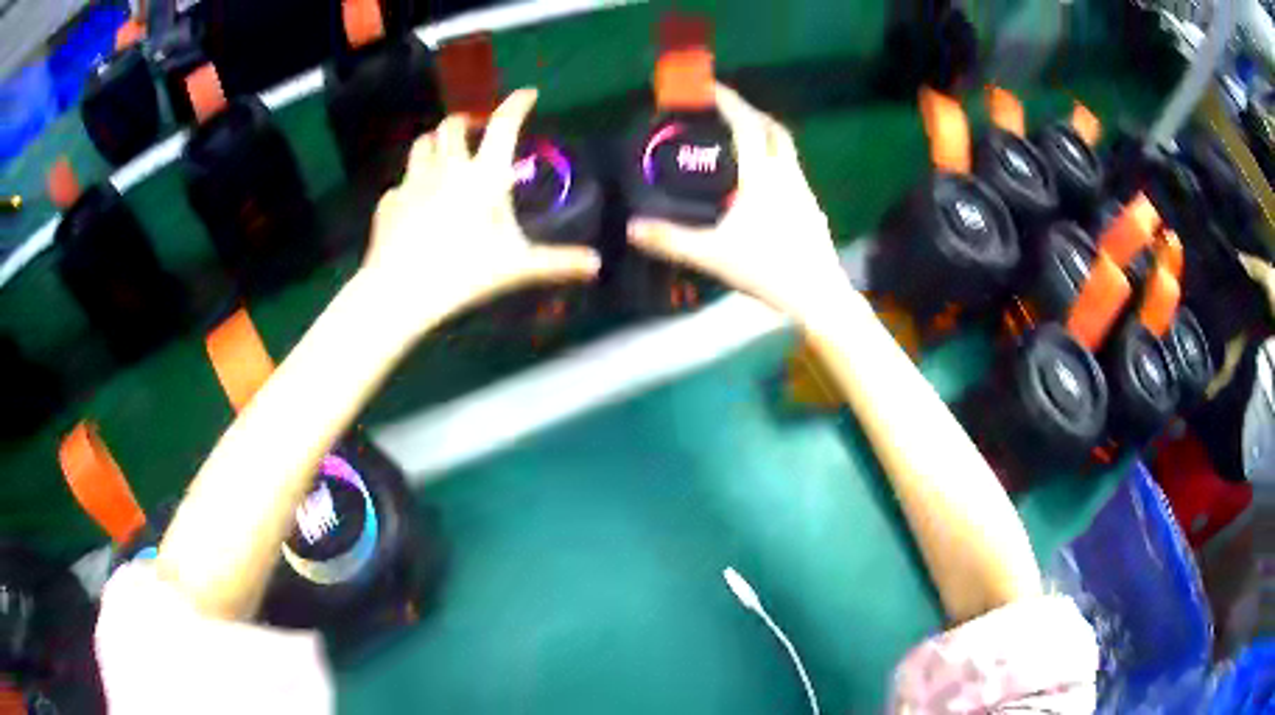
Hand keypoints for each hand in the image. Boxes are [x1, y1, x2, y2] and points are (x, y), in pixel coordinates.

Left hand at [362, 89, 600, 335]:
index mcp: (482, 176)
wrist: (401, 290)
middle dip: (465, 120)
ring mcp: (413, 182)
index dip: (516, 104)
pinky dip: (412, 185)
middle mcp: (446, 168)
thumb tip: (596, 265)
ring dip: (434, 142)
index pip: (503, 126)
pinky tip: (415, 202)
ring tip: (442, 154)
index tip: (527, 94)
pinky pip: (401, 183)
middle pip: (451, 125)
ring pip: (421, 144)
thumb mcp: (517, 267)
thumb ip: (557, 262)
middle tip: (475, 129)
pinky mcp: (389, 201)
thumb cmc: (464, 272)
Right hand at [627, 83, 853, 322]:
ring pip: (786, 148)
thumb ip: (671, 240)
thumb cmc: (768, 269)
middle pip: (773, 128)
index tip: (710, 86)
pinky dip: (773, 159)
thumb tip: (631, 227)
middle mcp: (787, 174)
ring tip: (739, 138)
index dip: (729, 100)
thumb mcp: (713, 255)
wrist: (819, 296)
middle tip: (725, 108)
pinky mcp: (810, 207)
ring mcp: (803, 190)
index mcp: (763, 176)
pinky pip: (790, 169)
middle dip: (750, 110)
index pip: (747, 124)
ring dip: (764, 133)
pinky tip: (760, 180)